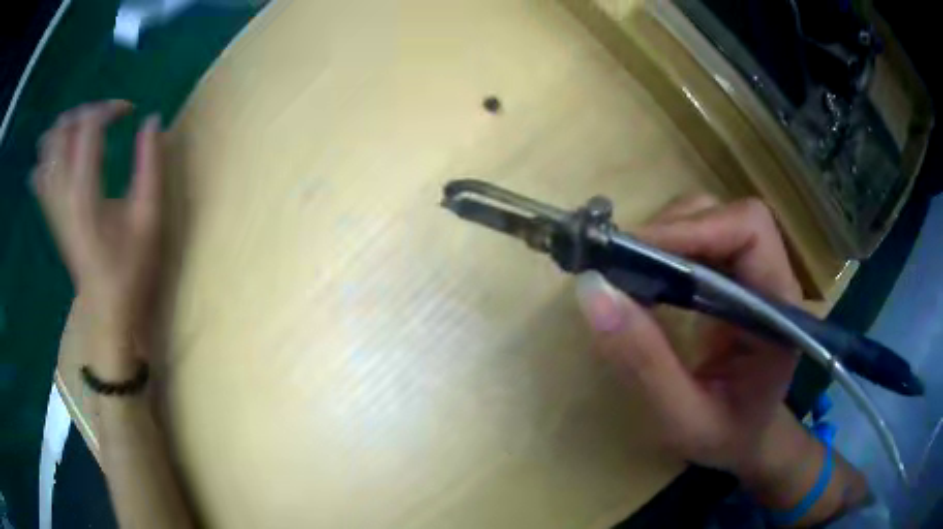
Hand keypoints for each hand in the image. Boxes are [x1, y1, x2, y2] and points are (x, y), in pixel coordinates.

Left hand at [32, 101, 163, 378]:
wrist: (107, 309)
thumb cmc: (131, 267)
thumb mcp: (150, 216)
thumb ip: (151, 164)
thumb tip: (153, 120)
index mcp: (85, 192)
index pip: (88, 125)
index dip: (110, 108)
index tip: (130, 112)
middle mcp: (62, 193)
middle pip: (61, 129)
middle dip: (85, 112)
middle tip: (105, 120)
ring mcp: (52, 205)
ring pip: (45, 148)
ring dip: (64, 129)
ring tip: (84, 133)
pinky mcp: (50, 214)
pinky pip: (39, 175)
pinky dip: (48, 156)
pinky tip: (63, 158)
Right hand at [575, 195, 803, 479]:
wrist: (747, 439)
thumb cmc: (724, 436)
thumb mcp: (682, 418)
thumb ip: (644, 364)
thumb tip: (592, 290)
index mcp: (779, 309)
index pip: (749, 232)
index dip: (694, 230)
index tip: (634, 253)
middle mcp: (772, 278)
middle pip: (728, 216)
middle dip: (673, 230)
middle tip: (621, 262)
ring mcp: (754, 274)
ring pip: (712, 218)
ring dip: (668, 234)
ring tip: (631, 270)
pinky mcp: (735, 277)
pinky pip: (702, 239)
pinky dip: (668, 246)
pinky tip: (648, 276)